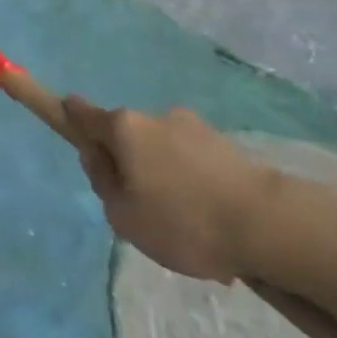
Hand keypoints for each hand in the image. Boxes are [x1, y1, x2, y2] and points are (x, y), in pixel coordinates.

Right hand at [64, 97, 269, 281]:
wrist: (268, 225)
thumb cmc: (183, 221)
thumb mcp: (123, 216)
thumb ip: (102, 183)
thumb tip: (100, 159)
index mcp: (123, 127)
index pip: (81, 111)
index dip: (68, 117)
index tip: (69, 128)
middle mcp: (154, 116)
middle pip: (126, 135)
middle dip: (128, 163)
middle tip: (141, 209)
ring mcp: (193, 126)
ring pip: (162, 150)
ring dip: (164, 175)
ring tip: (186, 226)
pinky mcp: (225, 144)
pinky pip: (194, 162)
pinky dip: (193, 184)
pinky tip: (210, 223)